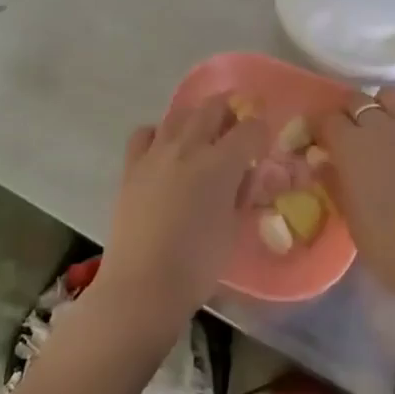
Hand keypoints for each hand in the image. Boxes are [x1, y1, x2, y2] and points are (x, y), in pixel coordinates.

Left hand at [95, 94, 266, 334]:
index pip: (250, 129)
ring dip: (196, 118)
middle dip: (230, 112)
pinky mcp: (131, 167)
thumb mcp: (233, 228)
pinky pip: (146, 134)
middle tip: (237, 127)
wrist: (143, 285)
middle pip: (213, 108)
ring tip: (203, 134)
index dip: (261, 132)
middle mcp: (188, 147)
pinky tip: (165, 150)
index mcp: (221, 163)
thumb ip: (239, 193)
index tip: (262, 144)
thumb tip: (241, 175)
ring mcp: (156, 153)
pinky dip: (159, 134)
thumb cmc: (198, 264)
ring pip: (179, 114)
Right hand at [317, 88, 394, 303]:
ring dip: (380, 107)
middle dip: (347, 113)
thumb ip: (334, 180)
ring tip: (378, 128)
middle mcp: (380, 126)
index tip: (317, 142)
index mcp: (350, 143)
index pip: (326, 119)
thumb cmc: (383, 239)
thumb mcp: (348, 212)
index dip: (319, 129)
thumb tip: (324, 164)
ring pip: (391, 97)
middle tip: (346, 135)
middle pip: (357, 100)